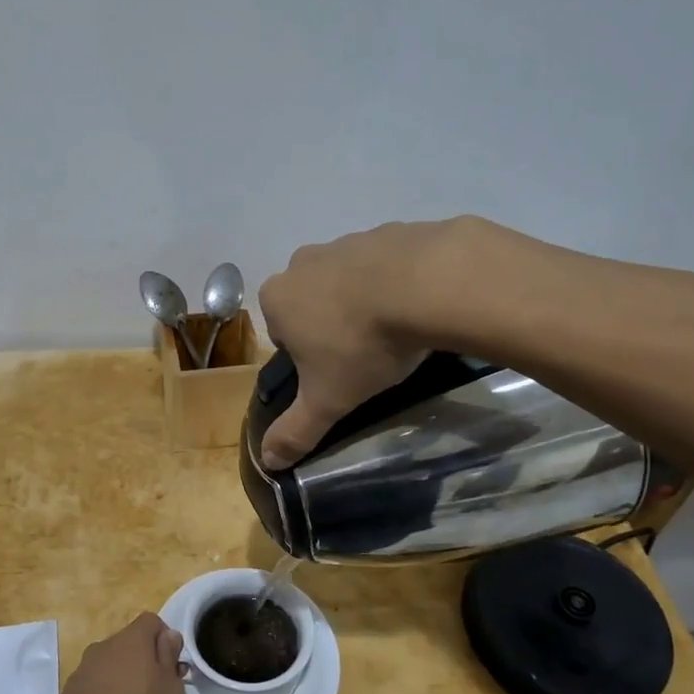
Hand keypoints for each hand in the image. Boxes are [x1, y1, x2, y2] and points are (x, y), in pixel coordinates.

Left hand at [44, 613, 184, 693]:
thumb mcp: (170, 689)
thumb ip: (170, 658)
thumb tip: (168, 636)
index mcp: (132, 637)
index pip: (152, 621)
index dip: (165, 640)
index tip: (173, 667)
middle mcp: (106, 645)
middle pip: (130, 644)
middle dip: (144, 663)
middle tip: (156, 693)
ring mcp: (84, 668)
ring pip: (111, 665)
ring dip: (123, 680)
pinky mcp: (70, 692)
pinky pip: (95, 686)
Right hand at [255, 221, 466, 468]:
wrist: (426, 284)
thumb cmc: (362, 344)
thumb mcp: (327, 400)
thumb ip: (296, 430)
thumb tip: (267, 462)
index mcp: (277, 298)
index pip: (281, 334)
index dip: (308, 357)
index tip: (337, 372)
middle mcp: (303, 263)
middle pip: (311, 303)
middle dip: (333, 325)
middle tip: (366, 353)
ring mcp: (346, 241)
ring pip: (348, 281)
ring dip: (365, 303)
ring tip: (397, 332)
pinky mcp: (388, 230)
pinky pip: (386, 263)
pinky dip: (397, 282)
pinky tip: (419, 305)